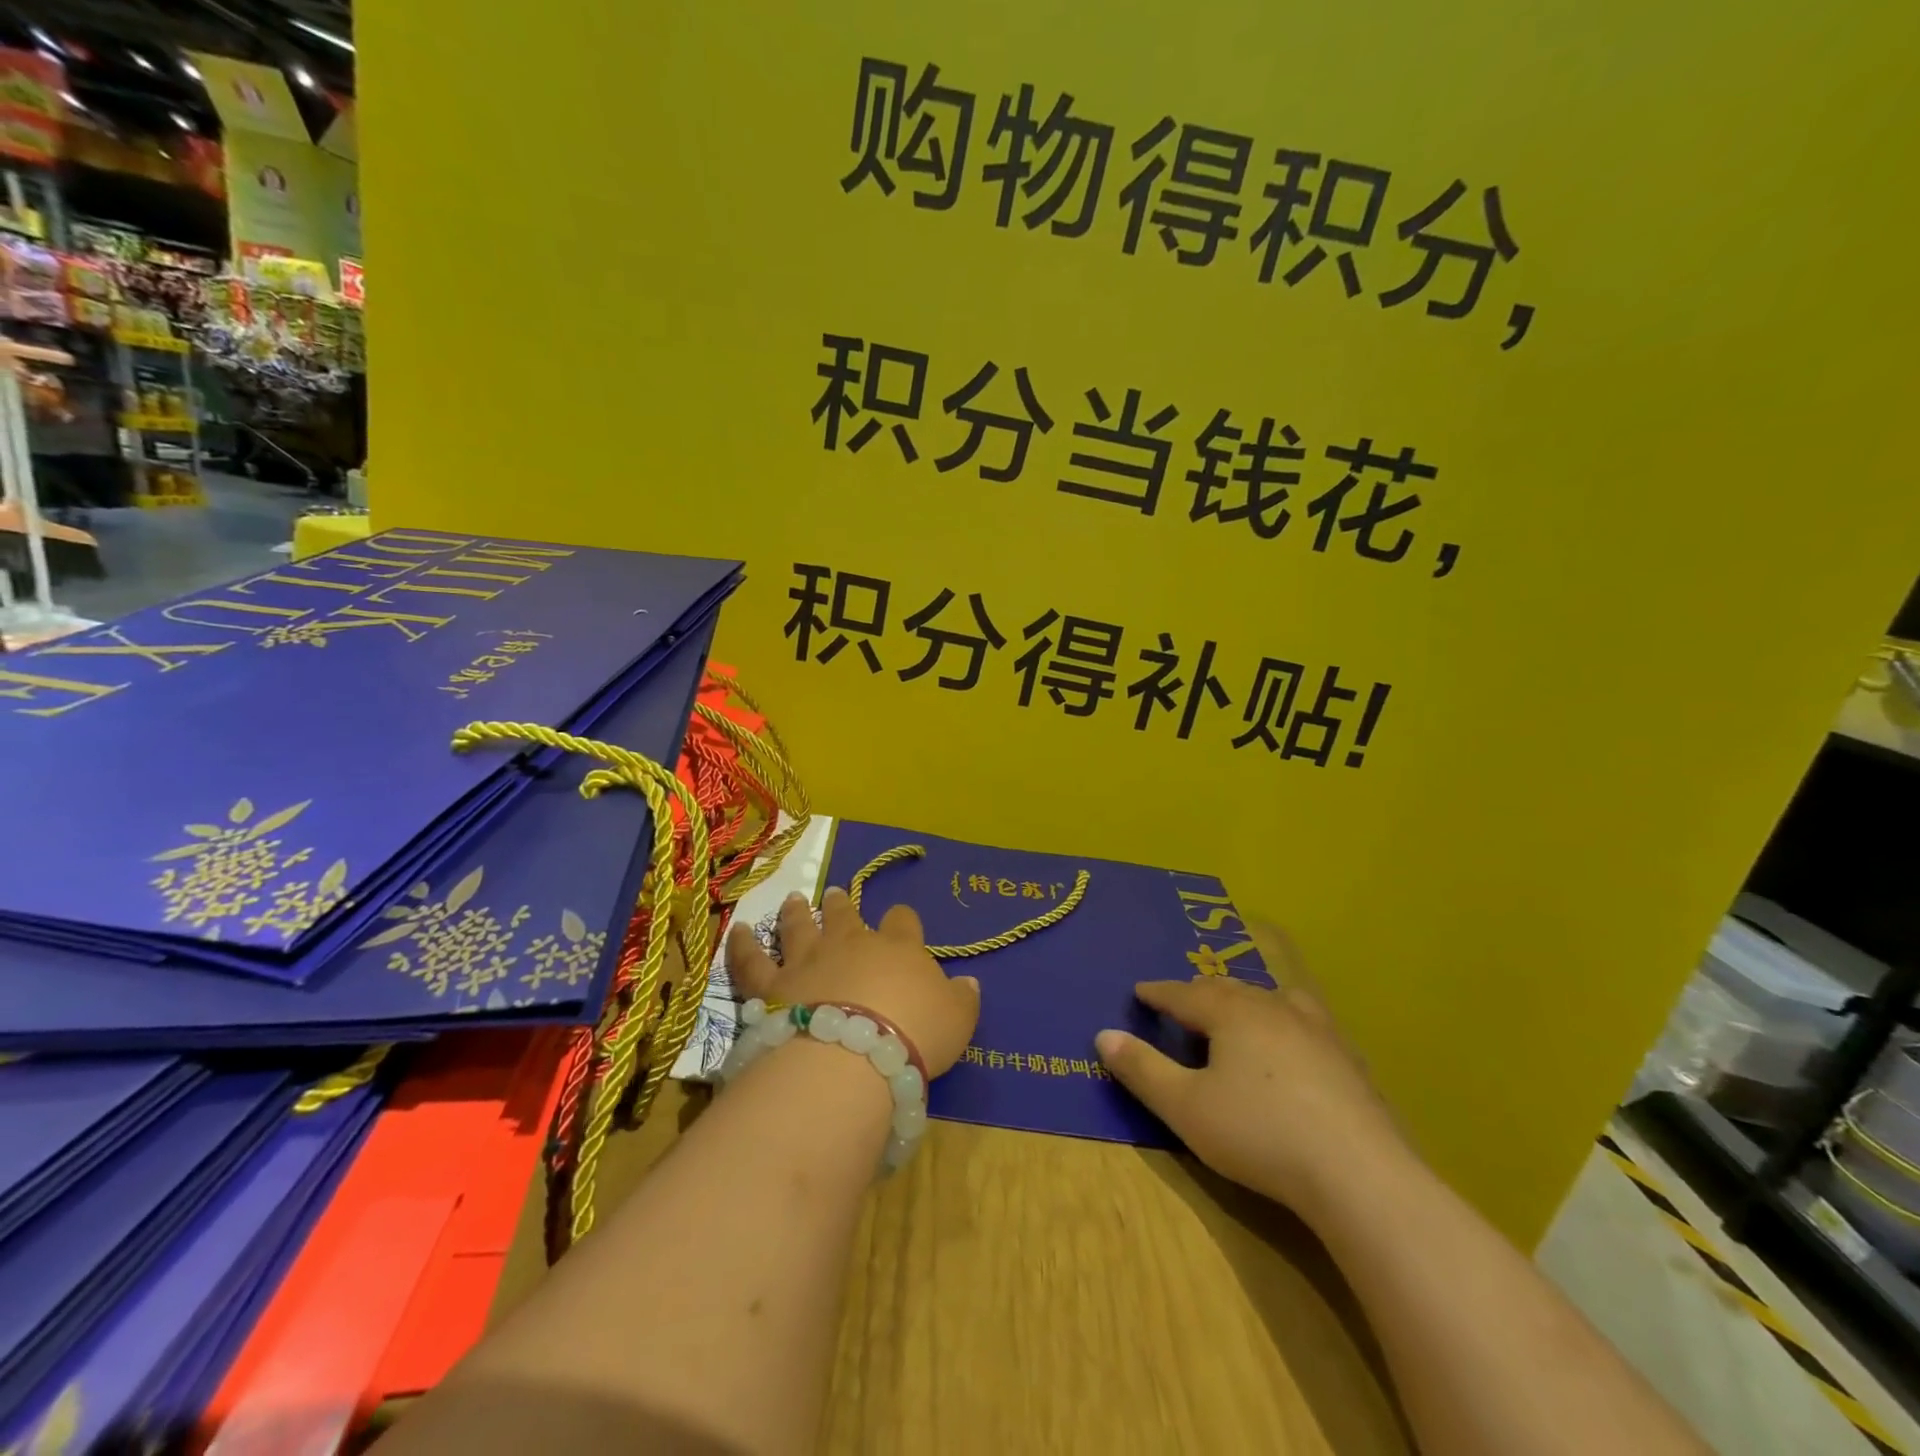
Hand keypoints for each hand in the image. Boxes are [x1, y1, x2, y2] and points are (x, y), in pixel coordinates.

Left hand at [726, 887, 980, 1076]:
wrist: (854, 1057)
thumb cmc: (914, 1035)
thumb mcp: (957, 1021)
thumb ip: (962, 999)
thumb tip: (969, 982)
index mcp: (898, 948)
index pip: (903, 922)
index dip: (902, 920)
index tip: (900, 920)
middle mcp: (851, 944)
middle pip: (846, 916)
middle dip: (841, 904)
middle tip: (833, 893)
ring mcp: (808, 961)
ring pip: (800, 928)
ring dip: (797, 913)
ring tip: (793, 900)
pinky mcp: (773, 986)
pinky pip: (752, 961)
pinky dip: (742, 945)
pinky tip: (737, 931)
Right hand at [1095, 933, 1409, 1220]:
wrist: (1359, 1174)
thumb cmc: (1259, 1133)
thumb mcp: (1186, 1107)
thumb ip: (1142, 1070)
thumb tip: (1104, 1035)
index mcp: (1230, 1013)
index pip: (1183, 993)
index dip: (1158, 992)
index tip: (1140, 991)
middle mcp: (1272, 1008)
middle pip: (1227, 990)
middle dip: (1199, 993)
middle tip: (1182, 1002)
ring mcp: (1316, 1030)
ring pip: (1271, 999)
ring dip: (1245, 1002)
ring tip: (1237, 1011)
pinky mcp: (1347, 1059)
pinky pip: (1305, 1023)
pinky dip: (1284, 1023)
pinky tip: (1293, 1045)